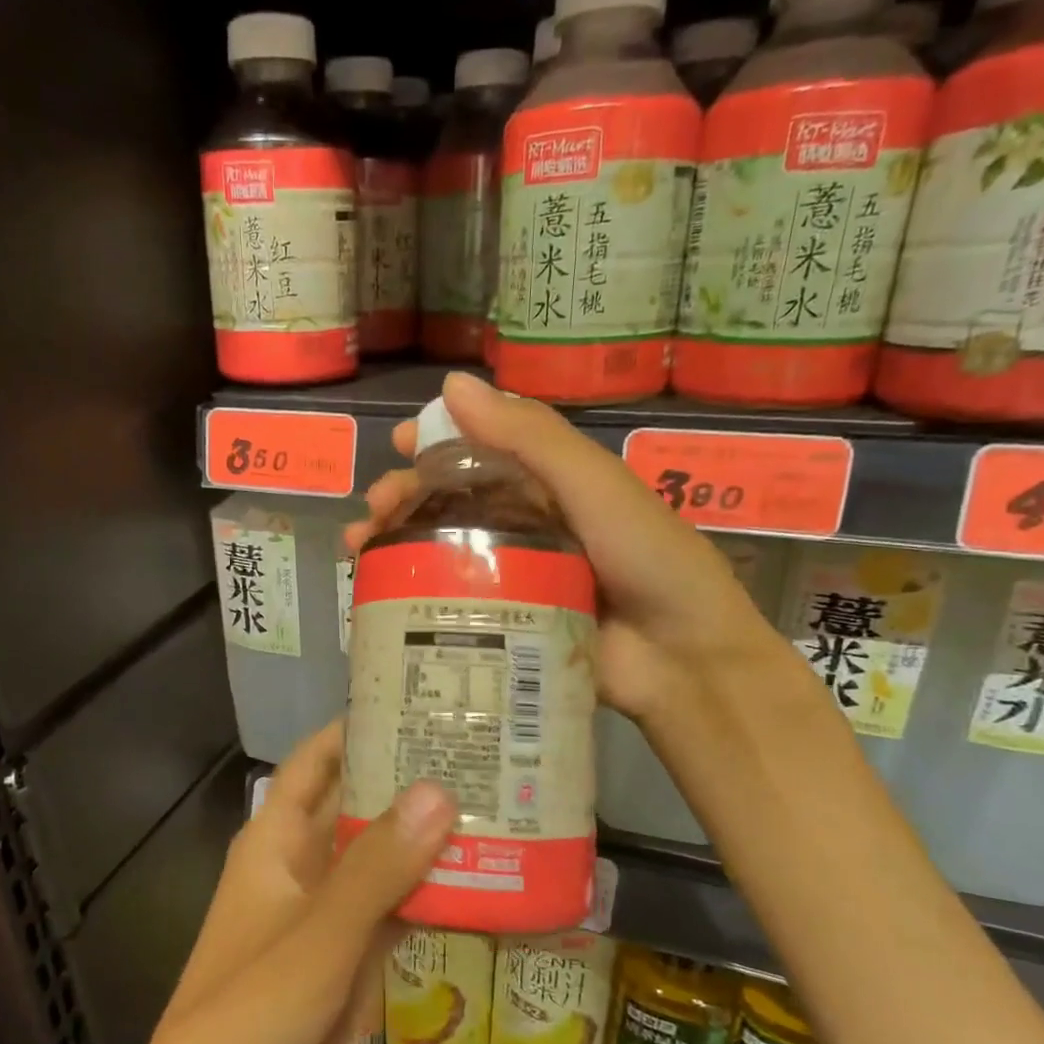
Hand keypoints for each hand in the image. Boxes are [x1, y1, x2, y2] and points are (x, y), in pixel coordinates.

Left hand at [129, 722, 456, 1043]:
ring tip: (498, 804)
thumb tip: (440, 789)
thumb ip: (379, 865)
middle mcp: (301, 867)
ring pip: (383, 860)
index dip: (355, 729)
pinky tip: (485, 881)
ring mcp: (327, 915)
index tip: (415, 701)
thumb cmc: (252, 1011)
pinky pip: (395, 912)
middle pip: (358, 807)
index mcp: (275, 841)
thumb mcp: (320, 933)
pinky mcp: (350, 960)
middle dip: (409, 781)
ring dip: (428, 839)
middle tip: (481, 751)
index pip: (315, 763)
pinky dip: (432, 896)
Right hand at [343, 370, 780, 725]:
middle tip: (376, 510)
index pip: (483, 449)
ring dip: (398, 543)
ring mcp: (515, 576)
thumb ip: (530, 437)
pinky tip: (380, 595)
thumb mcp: (594, 485)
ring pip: (445, 549)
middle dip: (406, 497)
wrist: (682, 659)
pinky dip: (415, 592)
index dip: (438, 440)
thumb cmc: (647, 557)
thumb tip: (451, 385)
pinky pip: (453, 600)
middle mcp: (528, 523)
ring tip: (362, 551)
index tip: (397, 443)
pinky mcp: (505, 623)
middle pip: (453, 501)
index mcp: (551, 484)